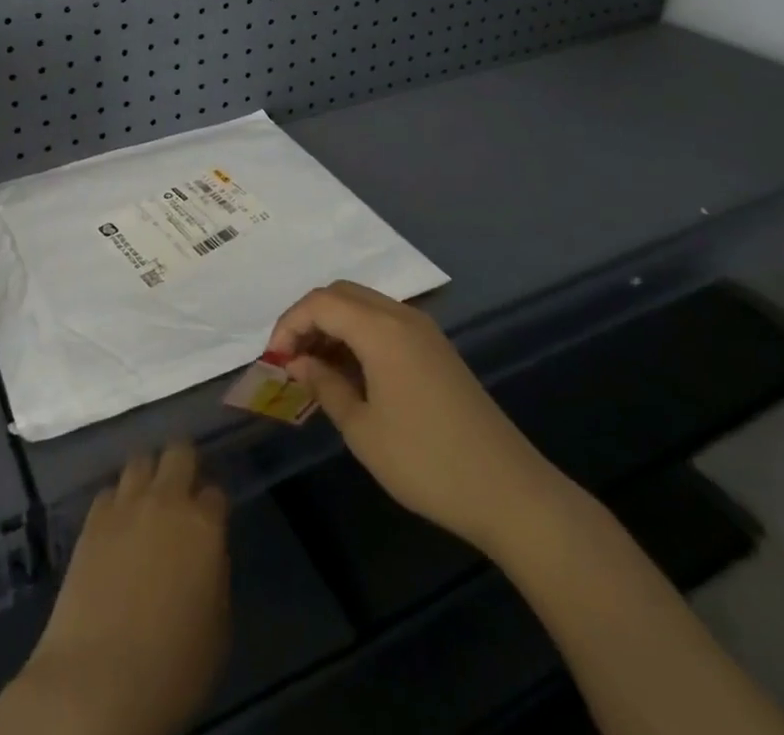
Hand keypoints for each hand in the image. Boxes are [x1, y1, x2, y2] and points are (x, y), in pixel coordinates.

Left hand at [18, 443, 229, 734]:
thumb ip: (214, 576)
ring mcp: (125, 506)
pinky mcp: (92, 520)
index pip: (216, 494)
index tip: (210, 522)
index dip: (213, 507)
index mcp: (204, 526)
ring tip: (146, 501)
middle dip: (183, 464)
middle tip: (181, 490)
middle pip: (179, 452)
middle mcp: (166, 501)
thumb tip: (204, 557)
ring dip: (147, 476)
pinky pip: (109, 492)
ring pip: (140, 461)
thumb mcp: (216, 629)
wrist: (100, 679)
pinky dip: (117, 503)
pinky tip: (116, 526)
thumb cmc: (173, 668)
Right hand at [266, 281, 568, 554]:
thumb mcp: (362, 429)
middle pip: (341, 294)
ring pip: (363, 305)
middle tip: (292, 359)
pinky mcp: (436, 348)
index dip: (289, 324)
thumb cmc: (426, 461)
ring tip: (316, 368)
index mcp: (380, 329)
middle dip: (309, 319)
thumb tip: (298, 363)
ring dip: (334, 325)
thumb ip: (325, 386)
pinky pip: (385, 322)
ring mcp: (423, 330)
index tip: (274, 360)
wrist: (509, 491)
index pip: (319, 303)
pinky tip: (351, 373)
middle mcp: (401, 316)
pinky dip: (358, 334)